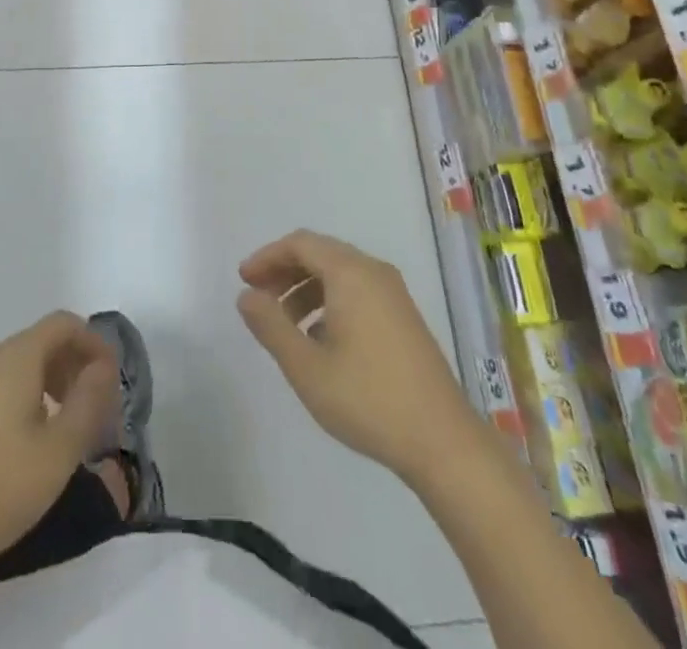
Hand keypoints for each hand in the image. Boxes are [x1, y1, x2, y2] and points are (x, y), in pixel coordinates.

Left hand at [0, 312, 118, 590]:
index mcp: (16, 357)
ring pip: (24, 364)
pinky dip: (30, 396)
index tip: (113, 381)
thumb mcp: (59, 450)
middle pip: (44, 341)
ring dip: (55, 383)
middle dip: (76, 365)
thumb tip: (103, 367)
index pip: (64, 324)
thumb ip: (89, 401)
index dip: (94, 343)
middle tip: (98, 408)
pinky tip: (34, 441)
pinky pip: (4, 384)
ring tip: (71, 426)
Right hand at [237, 230, 479, 483]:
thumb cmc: (368, 399)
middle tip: (258, 299)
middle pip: (320, 253)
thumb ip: (271, 326)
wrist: (443, 441)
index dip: (267, 257)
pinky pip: (357, 291)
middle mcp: (373, 271)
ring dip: (306, 289)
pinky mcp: (404, 316)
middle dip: (284, 271)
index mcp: (350, 273)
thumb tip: (246, 296)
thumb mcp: (307, 367)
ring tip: (284, 325)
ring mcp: (393, 294)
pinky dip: (329, 302)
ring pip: (339, 273)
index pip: (300, 243)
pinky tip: (319, 340)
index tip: (243, 281)